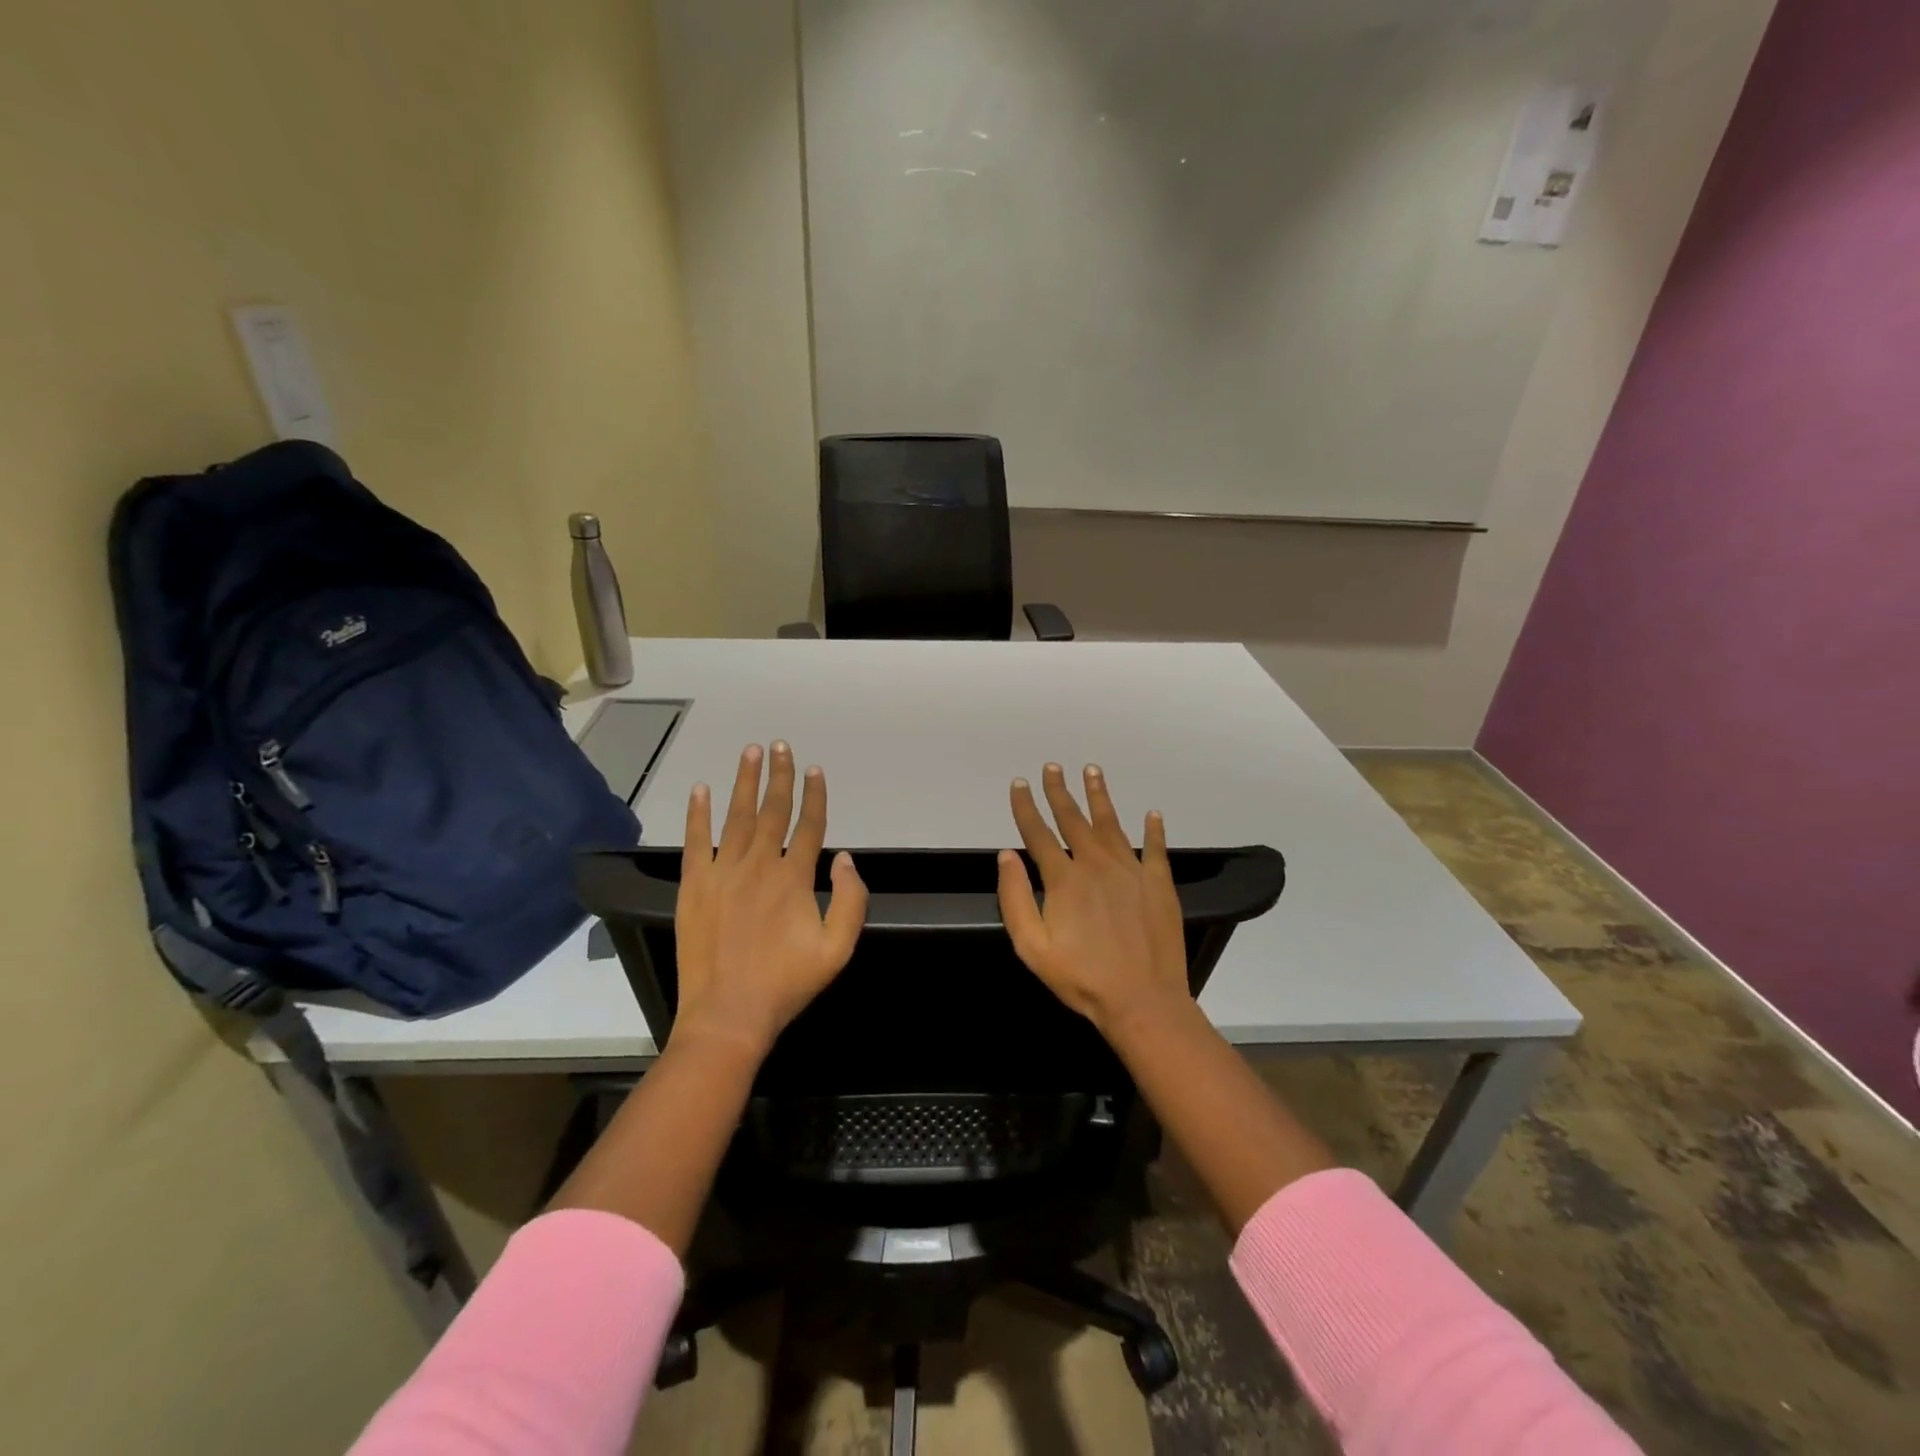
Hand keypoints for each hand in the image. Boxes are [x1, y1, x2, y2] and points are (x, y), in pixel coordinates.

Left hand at [672, 742, 867, 1056]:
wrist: (728, 1014)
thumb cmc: (786, 983)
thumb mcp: (838, 949)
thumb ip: (851, 900)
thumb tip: (845, 858)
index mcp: (794, 878)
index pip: (809, 825)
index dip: (814, 794)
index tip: (815, 769)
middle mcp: (759, 865)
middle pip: (772, 810)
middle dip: (779, 775)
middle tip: (780, 745)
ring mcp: (722, 872)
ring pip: (736, 816)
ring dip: (744, 781)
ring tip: (750, 751)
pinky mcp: (694, 885)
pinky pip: (695, 841)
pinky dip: (698, 814)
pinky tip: (701, 789)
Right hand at [996, 762, 1189, 1032]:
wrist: (1142, 1000)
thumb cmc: (1081, 977)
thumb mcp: (1032, 946)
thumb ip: (1015, 898)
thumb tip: (1006, 855)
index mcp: (1064, 878)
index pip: (1038, 833)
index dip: (1026, 807)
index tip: (1019, 783)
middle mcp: (1096, 864)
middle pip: (1074, 819)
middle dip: (1059, 791)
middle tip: (1053, 766)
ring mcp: (1131, 870)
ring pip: (1112, 823)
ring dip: (1100, 796)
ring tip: (1092, 770)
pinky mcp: (1159, 883)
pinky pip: (1155, 848)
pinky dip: (1154, 830)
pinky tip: (1152, 814)